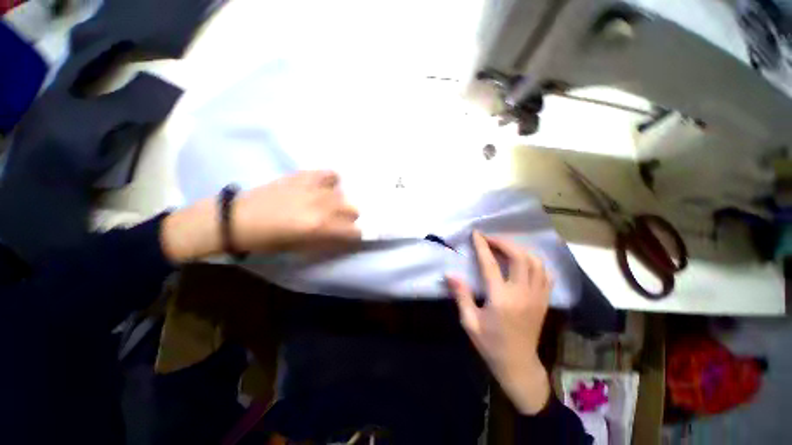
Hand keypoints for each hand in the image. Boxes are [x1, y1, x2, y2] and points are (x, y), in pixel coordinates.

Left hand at [160, 171, 360, 261]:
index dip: (355, 236)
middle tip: (338, 223)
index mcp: (320, 227)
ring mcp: (314, 188)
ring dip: (340, 203)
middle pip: (353, 209)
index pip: (354, 231)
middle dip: (349, 219)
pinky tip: (325, 187)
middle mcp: (322, 206)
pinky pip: (329, 174)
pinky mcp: (303, 176)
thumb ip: (327, 242)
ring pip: (343, 194)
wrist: (238, 220)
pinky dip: (331, 181)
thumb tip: (344, 237)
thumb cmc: (268, 240)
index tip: (349, 237)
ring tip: (329, 206)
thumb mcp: (301, 249)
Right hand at [446, 231, 551, 414]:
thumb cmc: (490, 344)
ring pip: (536, 262)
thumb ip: (461, 295)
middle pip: (519, 257)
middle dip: (504, 242)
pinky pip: (544, 273)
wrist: (518, 365)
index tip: (476, 233)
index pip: (490, 264)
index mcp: (501, 299)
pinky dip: (534, 261)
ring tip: (504, 246)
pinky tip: (522, 260)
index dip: (482, 246)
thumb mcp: (469, 322)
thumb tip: (450, 274)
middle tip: (490, 238)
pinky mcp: (544, 300)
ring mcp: (537, 296)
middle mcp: (522, 294)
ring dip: (519, 249)